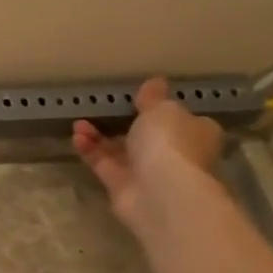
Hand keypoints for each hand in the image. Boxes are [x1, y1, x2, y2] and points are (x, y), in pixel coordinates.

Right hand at [72, 77, 224, 235]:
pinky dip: (90, 150)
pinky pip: (104, 164)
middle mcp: (175, 153)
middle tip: (102, 110)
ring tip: (79, 123)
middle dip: (123, 123)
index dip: (160, 109)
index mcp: (195, 132)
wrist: (160, 191)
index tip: (138, 99)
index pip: (180, 119)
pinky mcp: (123, 186)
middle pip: (148, 136)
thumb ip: (153, 97)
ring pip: (121, 150)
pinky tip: (76, 137)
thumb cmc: (170, 142)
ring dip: (99, 136)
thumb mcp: (162, 110)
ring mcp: (148, 171)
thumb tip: (155, 81)